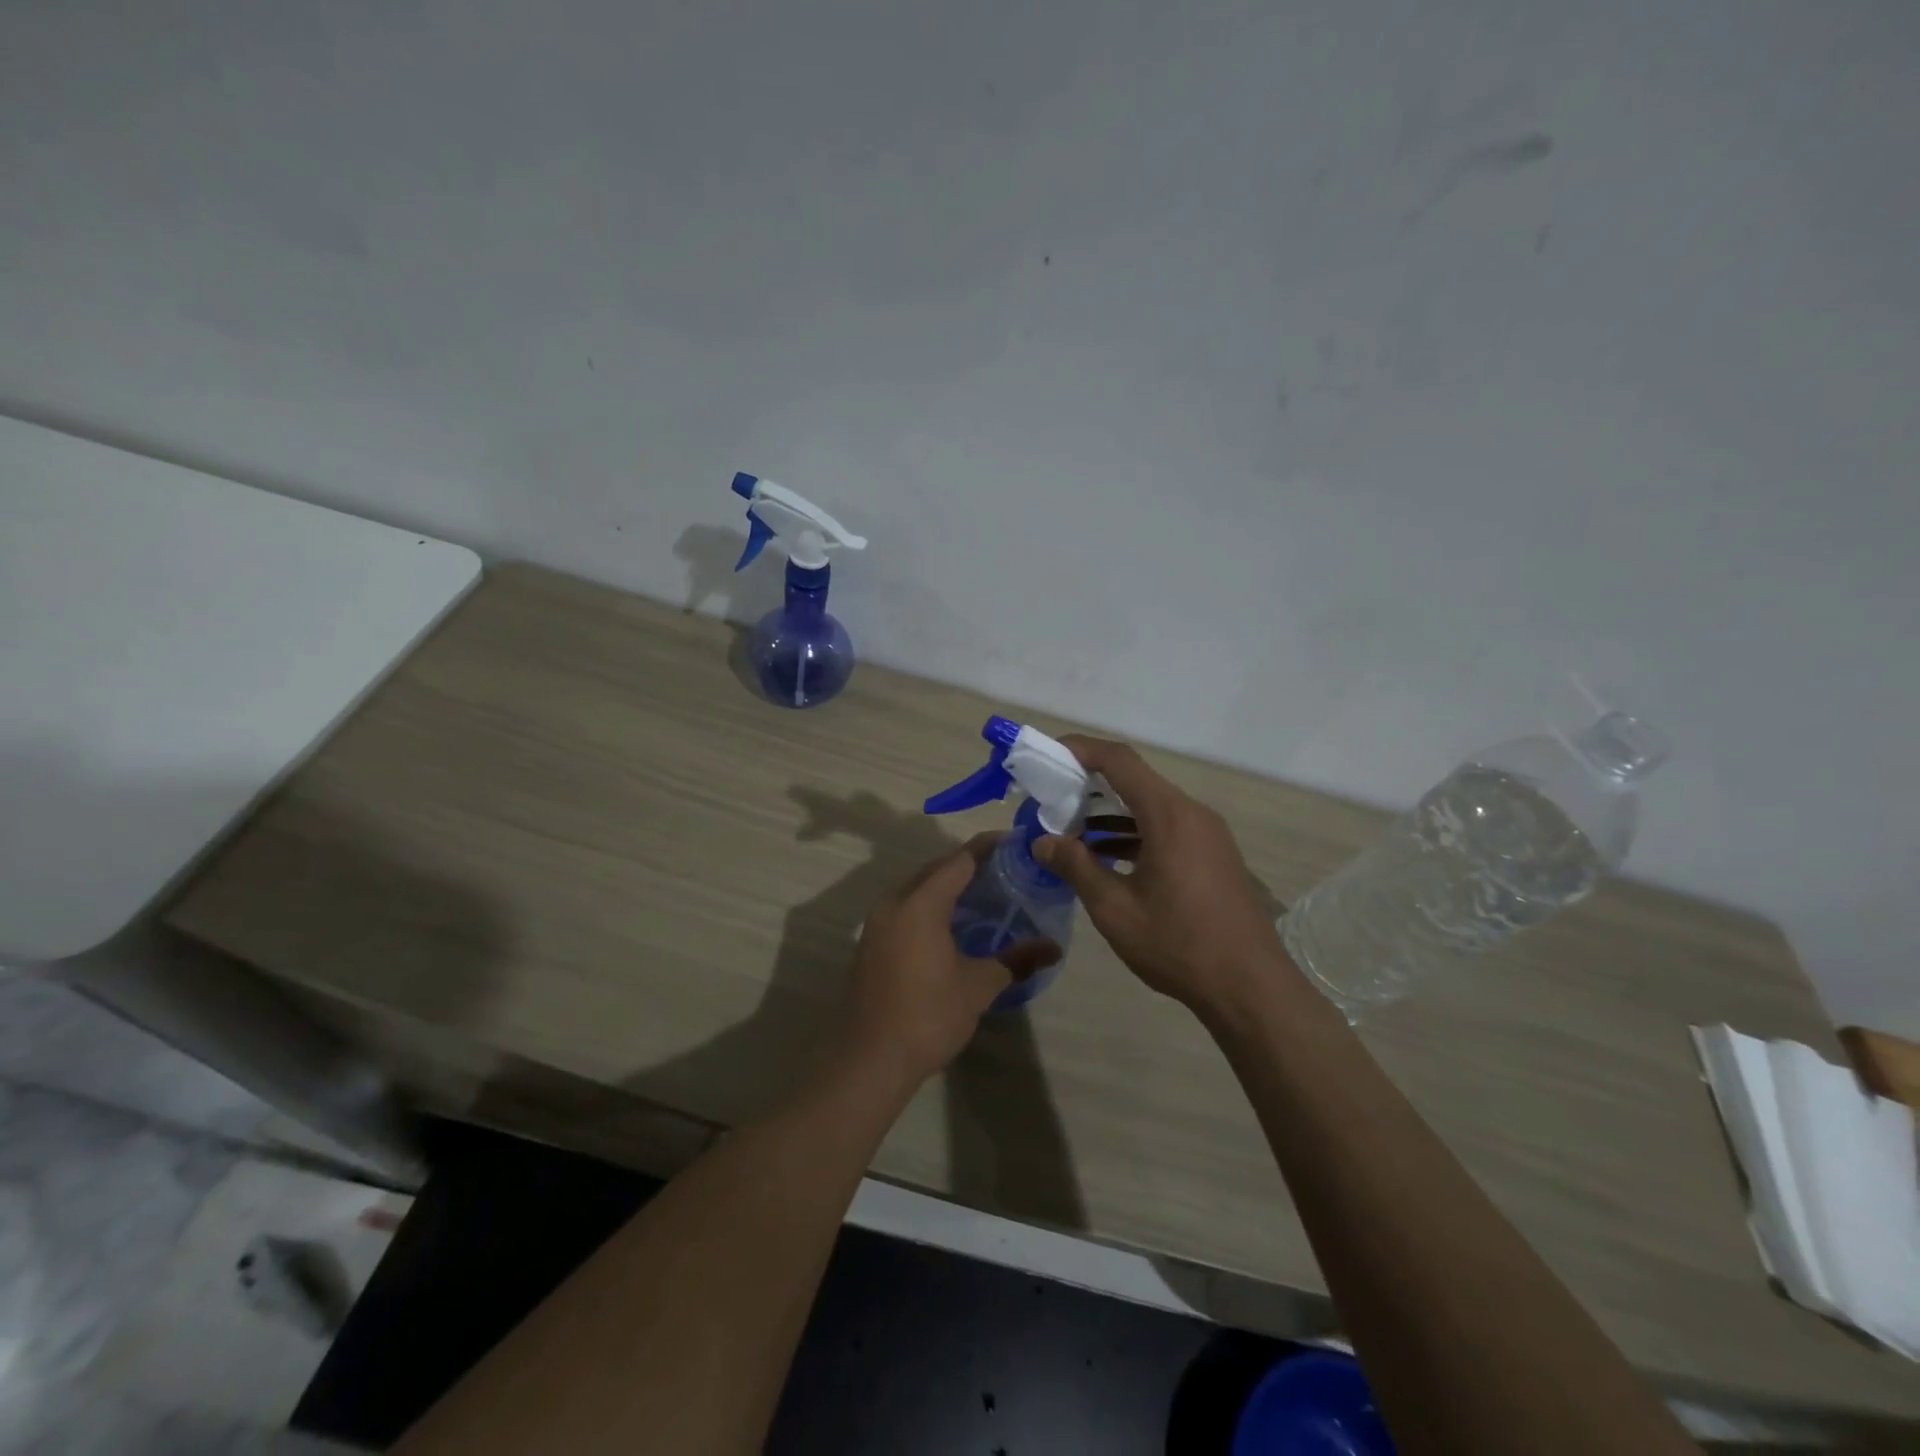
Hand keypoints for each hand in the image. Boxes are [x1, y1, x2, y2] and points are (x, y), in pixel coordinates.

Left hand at [842, 836, 1060, 1086]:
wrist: (870, 1060)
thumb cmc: (928, 1016)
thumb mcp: (979, 987)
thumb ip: (1016, 960)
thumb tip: (1054, 948)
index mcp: (920, 903)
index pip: (959, 861)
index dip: (988, 848)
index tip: (1015, 842)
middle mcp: (894, 902)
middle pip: (935, 870)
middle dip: (968, 865)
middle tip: (1005, 868)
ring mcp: (877, 923)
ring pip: (917, 888)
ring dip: (947, 886)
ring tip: (983, 893)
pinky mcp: (871, 943)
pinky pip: (905, 908)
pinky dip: (930, 905)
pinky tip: (952, 924)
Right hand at [1035, 736, 1294, 1016]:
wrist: (1250, 987)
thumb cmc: (1178, 944)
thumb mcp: (1115, 908)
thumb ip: (1076, 867)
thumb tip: (1042, 842)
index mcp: (1169, 815)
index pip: (1120, 761)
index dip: (1081, 749)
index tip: (1049, 754)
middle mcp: (1192, 813)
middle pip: (1135, 780)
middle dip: (1090, 784)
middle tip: (1052, 799)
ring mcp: (1207, 834)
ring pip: (1150, 807)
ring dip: (1110, 813)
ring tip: (1071, 832)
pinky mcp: (1212, 855)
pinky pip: (1166, 828)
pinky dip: (1133, 833)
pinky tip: (1107, 858)